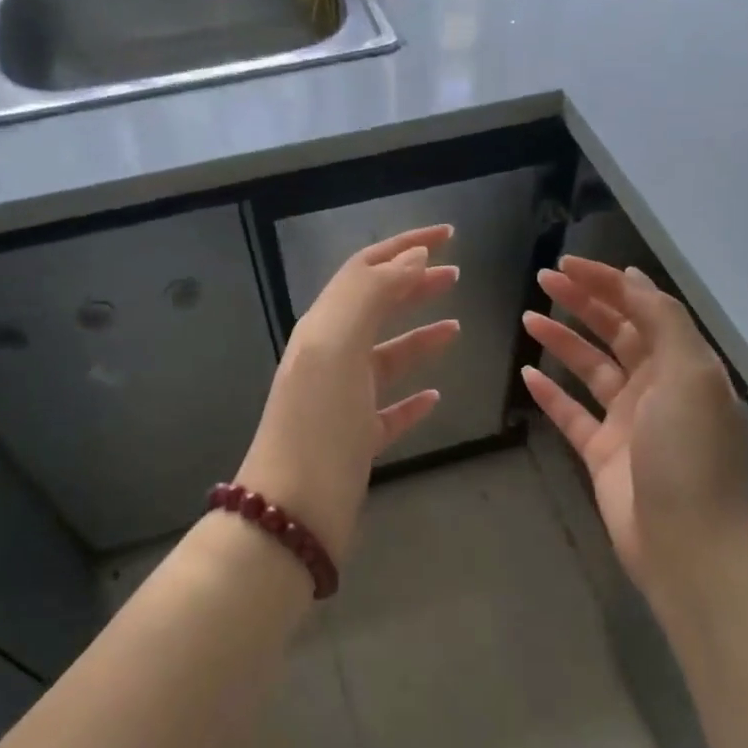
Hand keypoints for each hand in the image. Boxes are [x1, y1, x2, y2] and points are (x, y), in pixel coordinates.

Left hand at [235, 225, 459, 563]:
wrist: (292, 511)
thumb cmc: (317, 424)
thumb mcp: (336, 346)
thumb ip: (371, 294)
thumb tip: (413, 257)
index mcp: (323, 329)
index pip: (365, 270)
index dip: (405, 246)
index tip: (449, 236)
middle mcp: (330, 359)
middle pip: (376, 309)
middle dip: (413, 286)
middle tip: (455, 275)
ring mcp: (343, 402)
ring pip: (386, 358)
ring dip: (418, 338)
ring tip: (455, 328)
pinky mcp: (357, 441)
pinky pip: (390, 409)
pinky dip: (413, 397)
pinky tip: (435, 395)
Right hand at [521, 258, 747, 601]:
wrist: (687, 542)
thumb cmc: (689, 453)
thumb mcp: (689, 374)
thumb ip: (662, 321)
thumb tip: (633, 278)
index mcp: (684, 364)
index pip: (643, 308)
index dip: (607, 282)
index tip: (568, 264)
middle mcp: (657, 387)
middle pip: (616, 332)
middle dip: (582, 302)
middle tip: (543, 279)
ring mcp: (628, 421)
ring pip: (591, 369)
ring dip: (562, 341)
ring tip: (527, 318)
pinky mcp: (602, 454)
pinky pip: (572, 414)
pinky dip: (551, 394)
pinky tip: (527, 374)